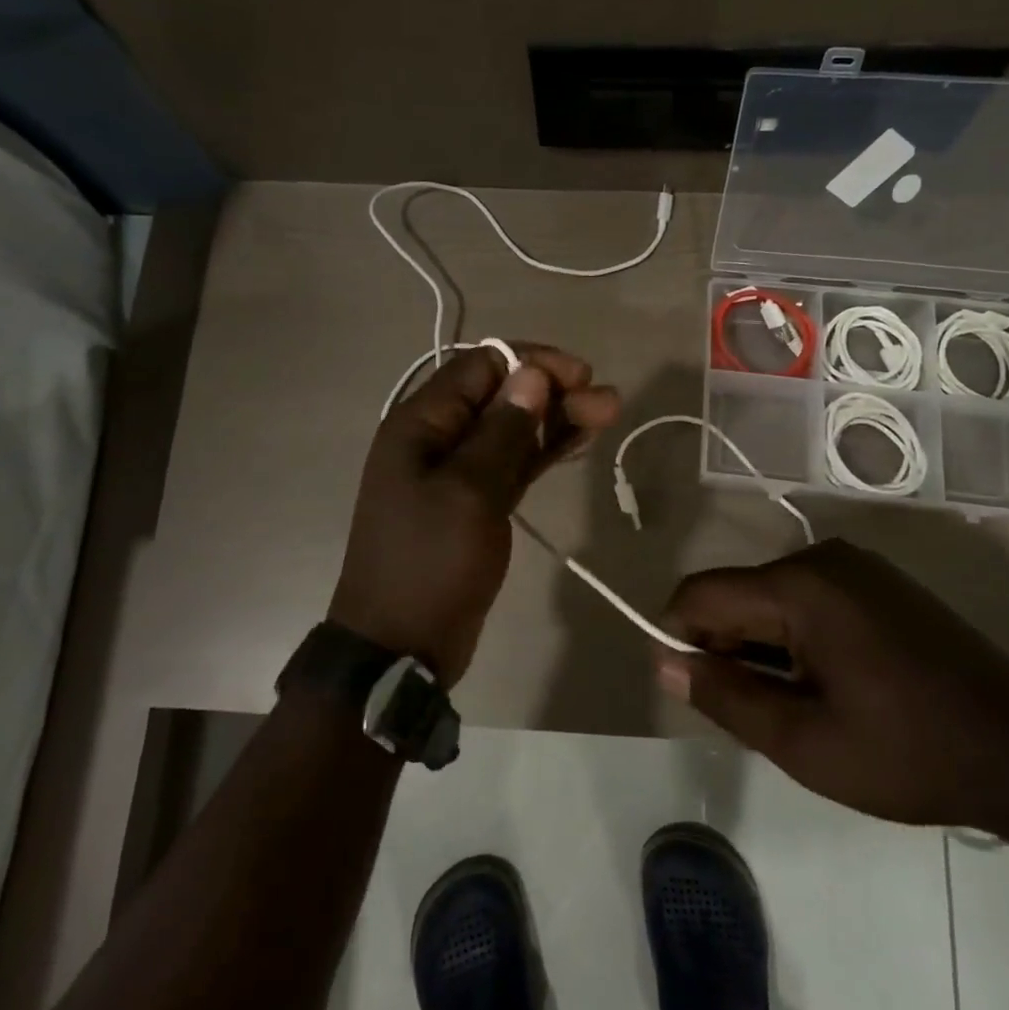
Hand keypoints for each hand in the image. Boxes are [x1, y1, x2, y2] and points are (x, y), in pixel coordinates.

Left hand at [330, 344, 619, 685]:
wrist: (401, 646)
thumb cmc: (430, 563)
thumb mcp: (469, 492)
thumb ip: (502, 431)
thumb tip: (530, 373)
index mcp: (420, 423)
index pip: (480, 367)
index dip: (532, 363)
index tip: (579, 377)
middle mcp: (435, 438)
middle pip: (500, 396)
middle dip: (552, 391)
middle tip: (607, 402)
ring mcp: (455, 472)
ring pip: (511, 429)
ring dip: (555, 418)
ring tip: (607, 413)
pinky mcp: (474, 502)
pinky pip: (512, 463)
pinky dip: (543, 450)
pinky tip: (580, 440)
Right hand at [656, 539, 1008, 829]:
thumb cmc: (907, 752)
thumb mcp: (802, 741)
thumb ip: (725, 696)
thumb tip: (666, 663)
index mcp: (799, 586)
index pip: (701, 593)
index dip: (677, 636)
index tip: (688, 689)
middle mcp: (823, 559)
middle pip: (739, 593)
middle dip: (725, 647)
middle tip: (747, 713)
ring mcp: (859, 568)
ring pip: (774, 599)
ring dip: (762, 648)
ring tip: (790, 708)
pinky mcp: (882, 585)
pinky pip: (811, 600)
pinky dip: (796, 640)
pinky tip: (825, 687)